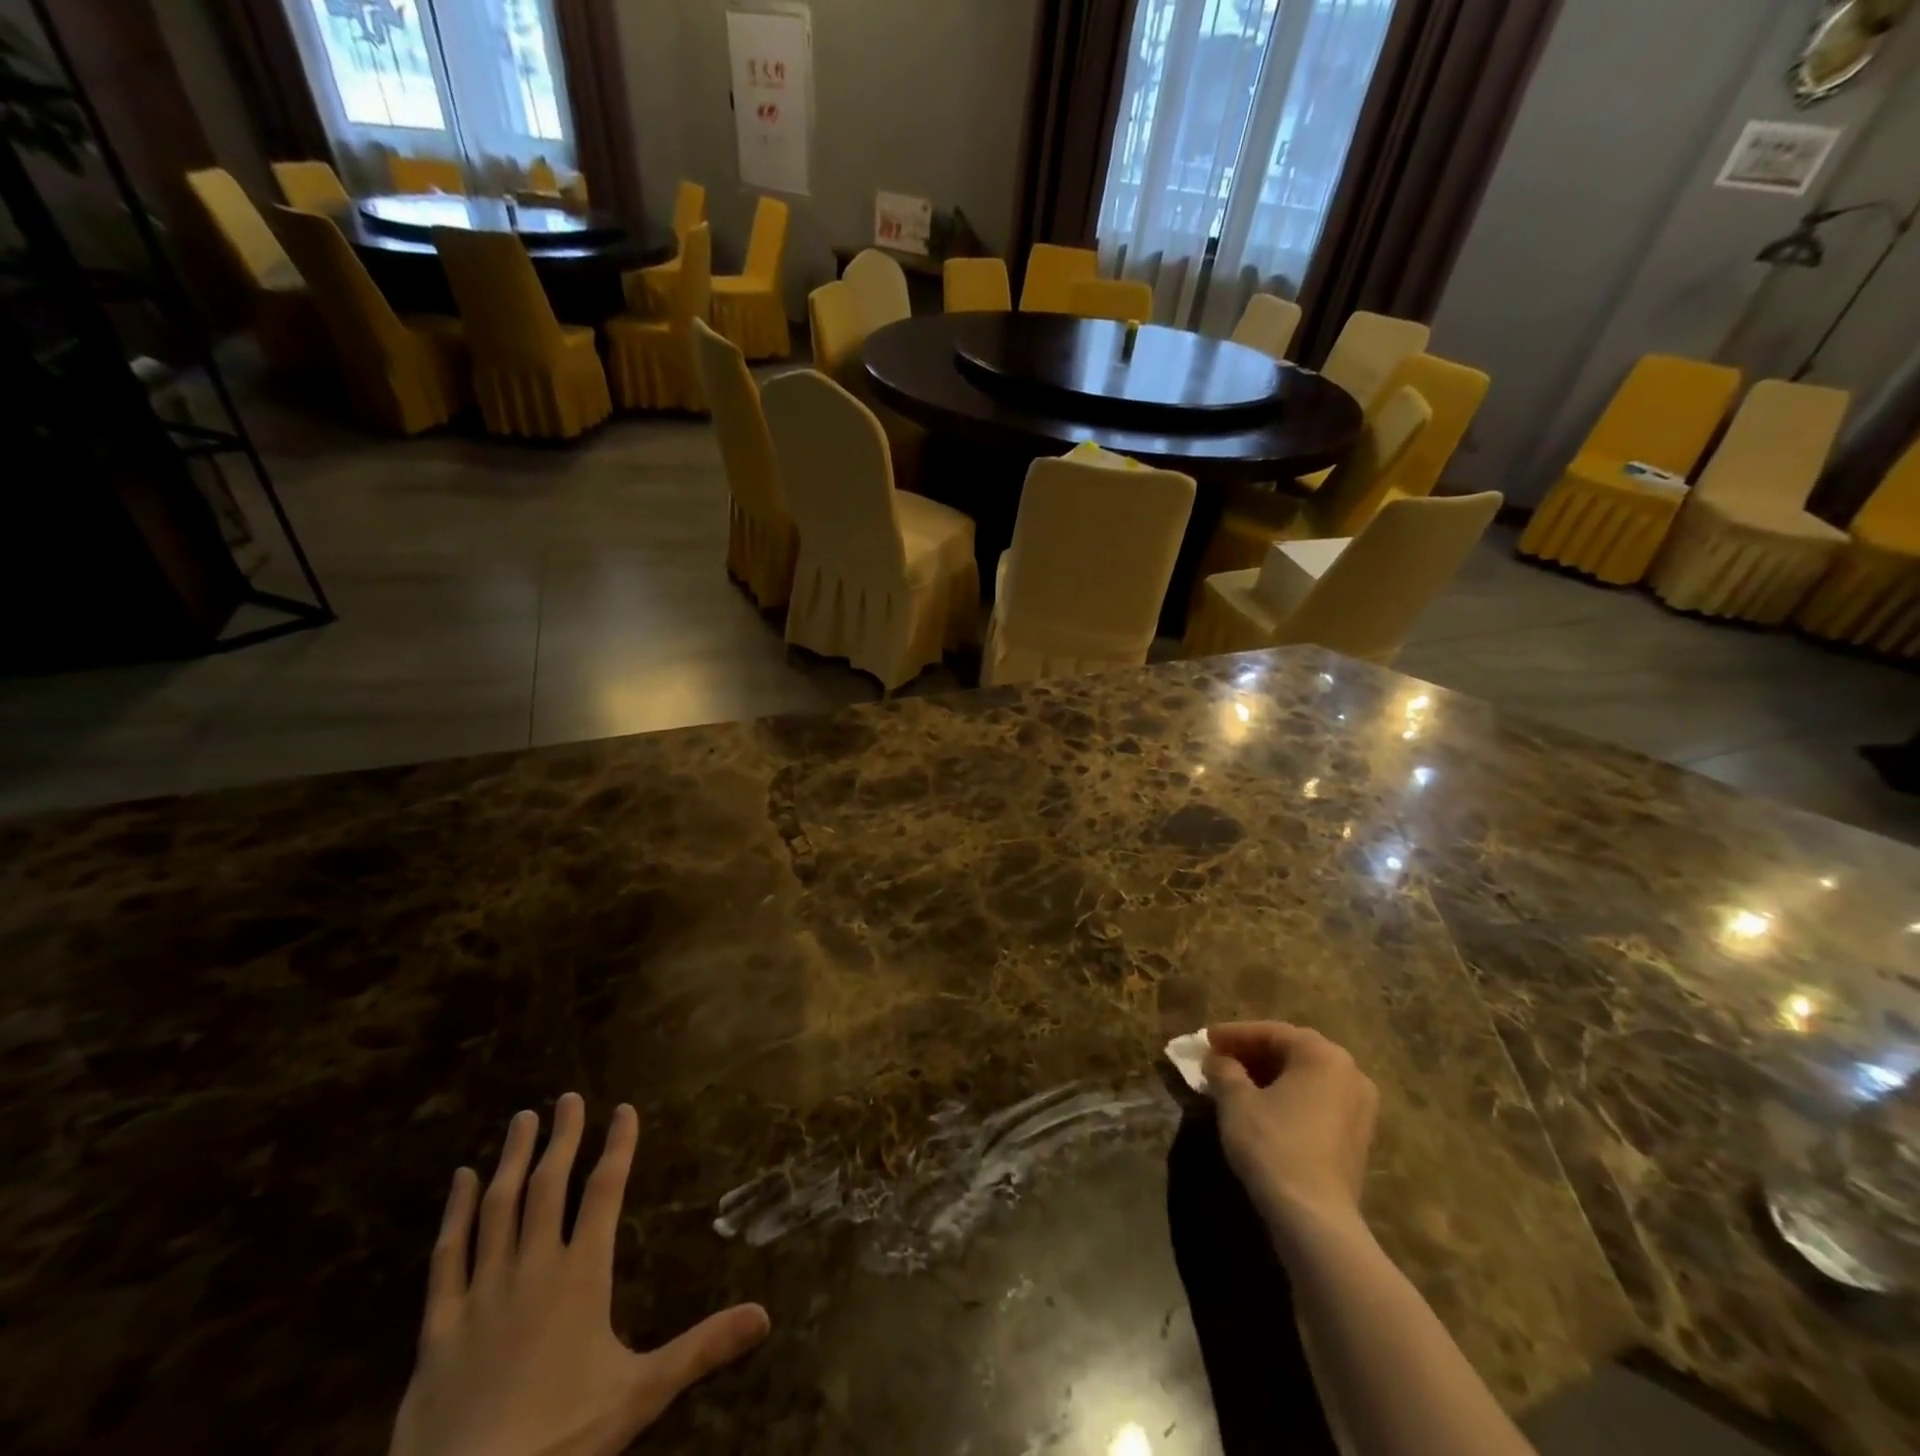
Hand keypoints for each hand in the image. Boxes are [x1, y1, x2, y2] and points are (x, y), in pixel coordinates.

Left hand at [389, 1094, 770, 1455]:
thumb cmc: (560, 1440)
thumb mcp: (641, 1395)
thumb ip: (702, 1349)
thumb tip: (765, 1316)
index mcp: (582, 1276)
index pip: (605, 1193)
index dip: (618, 1147)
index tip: (624, 1110)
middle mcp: (533, 1269)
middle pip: (549, 1186)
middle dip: (563, 1138)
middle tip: (568, 1097)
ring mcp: (482, 1293)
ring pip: (498, 1208)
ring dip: (513, 1160)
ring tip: (523, 1120)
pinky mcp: (439, 1326)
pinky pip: (446, 1256)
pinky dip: (454, 1214)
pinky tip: (459, 1181)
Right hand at [1202, 1022, 1379, 1242]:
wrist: (1314, 1217)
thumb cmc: (1273, 1144)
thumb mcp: (1236, 1099)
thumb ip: (1224, 1069)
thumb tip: (1217, 1059)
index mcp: (1323, 1055)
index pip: (1271, 1032)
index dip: (1234, 1035)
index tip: (1206, 1040)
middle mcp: (1350, 1073)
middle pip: (1292, 1052)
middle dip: (1253, 1054)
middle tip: (1219, 1059)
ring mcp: (1360, 1108)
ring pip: (1306, 1078)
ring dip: (1270, 1076)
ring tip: (1235, 1083)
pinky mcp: (1358, 1139)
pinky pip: (1317, 1102)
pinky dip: (1289, 1097)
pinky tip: (1262, 1108)